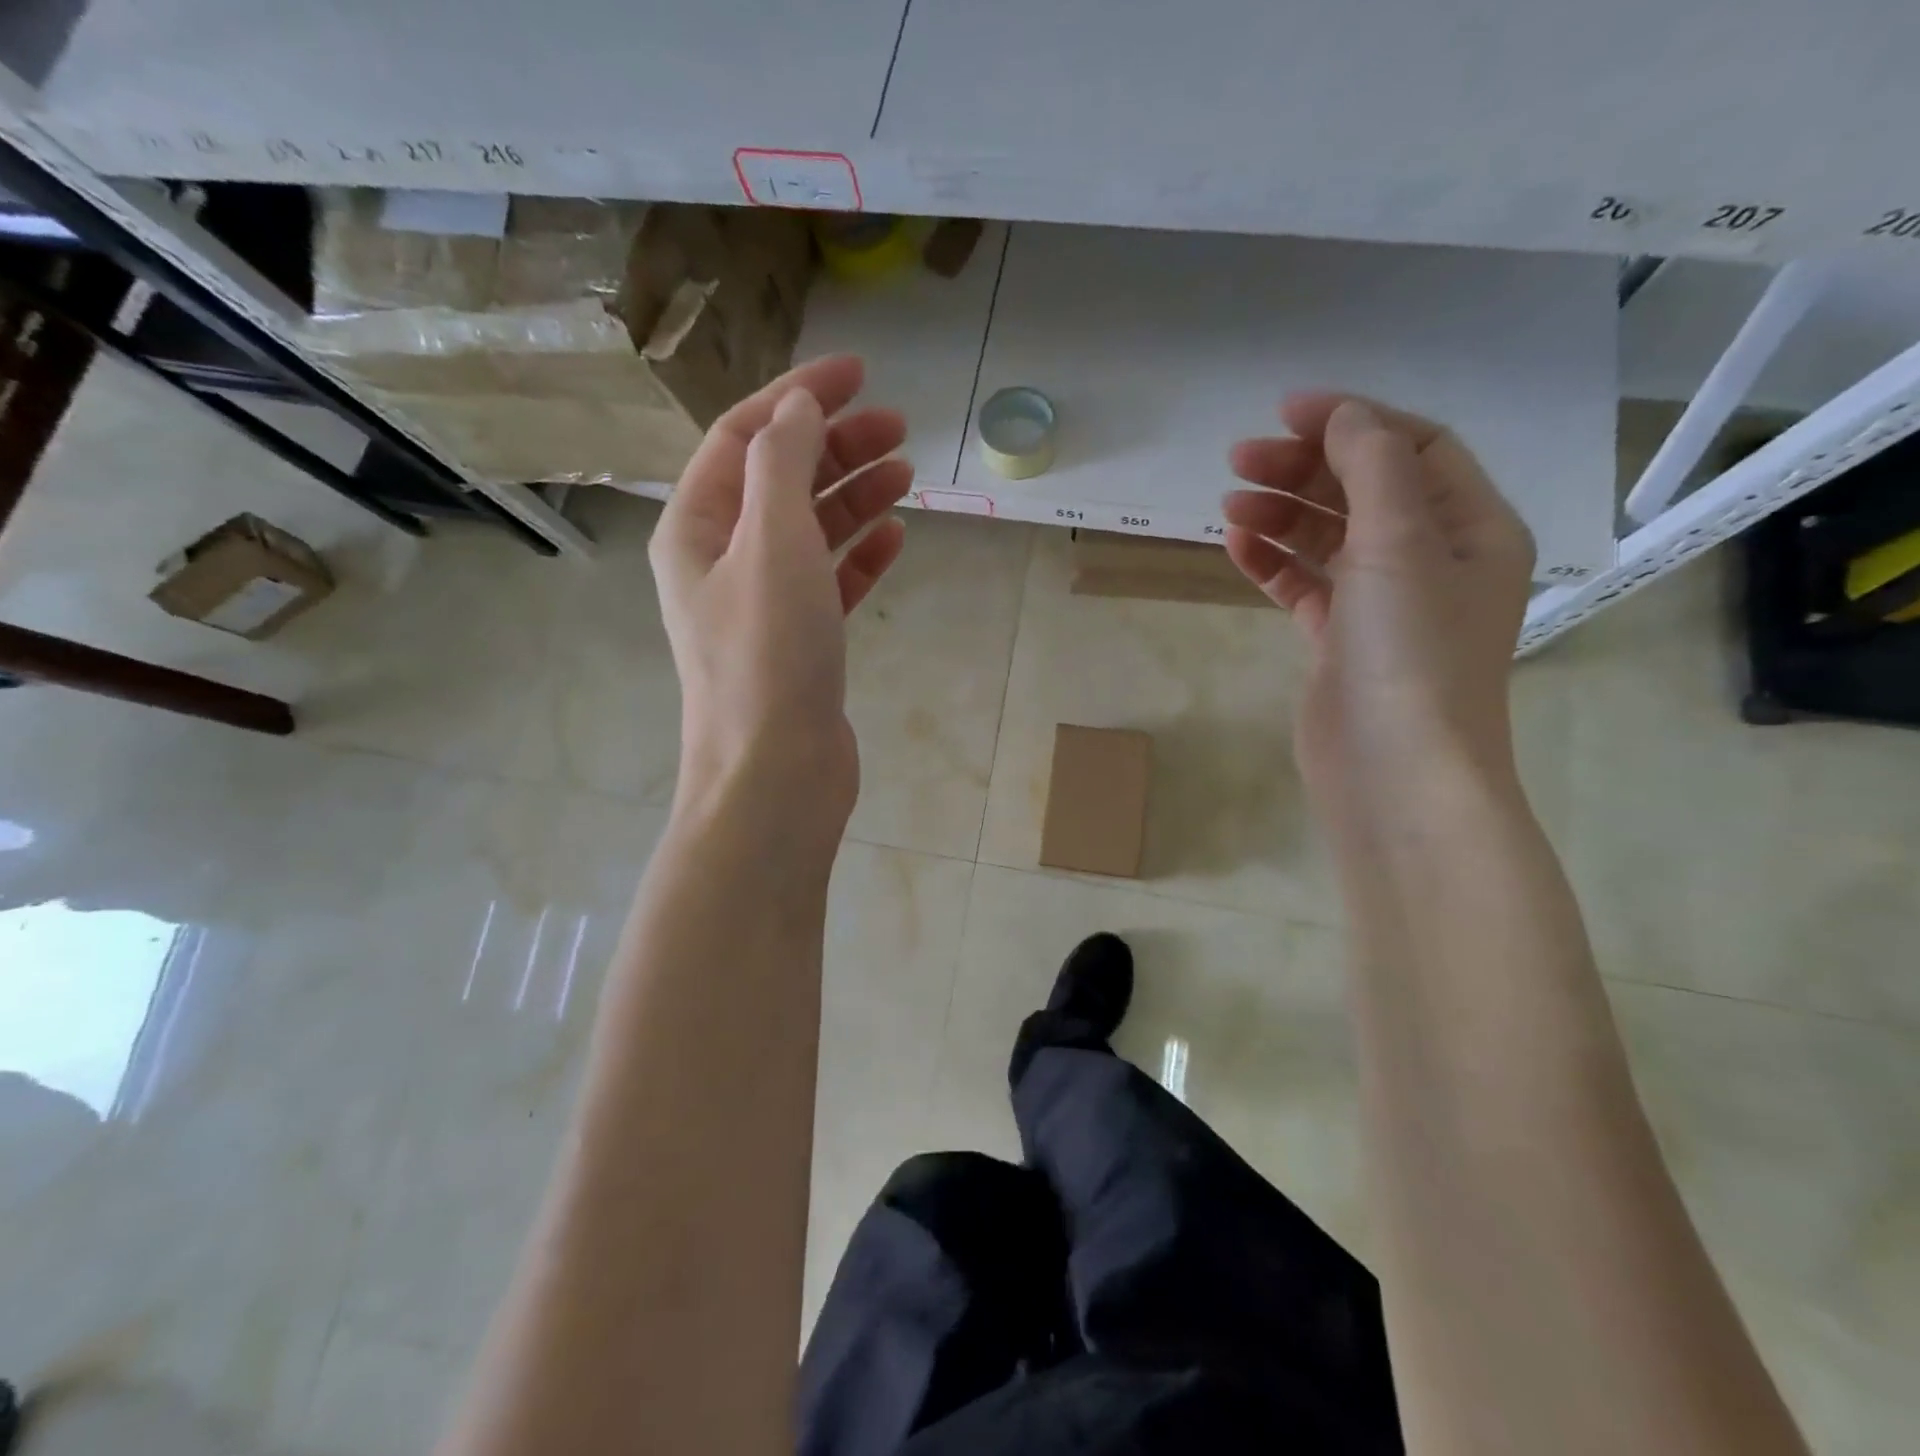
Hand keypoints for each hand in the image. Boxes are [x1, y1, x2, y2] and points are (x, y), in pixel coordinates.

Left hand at [649, 354, 911, 829]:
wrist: (776, 774)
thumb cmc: (768, 654)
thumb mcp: (772, 542)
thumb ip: (783, 463)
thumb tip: (798, 407)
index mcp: (697, 528)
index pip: (745, 437)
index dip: (799, 395)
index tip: (858, 372)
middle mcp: (723, 561)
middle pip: (781, 480)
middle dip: (836, 445)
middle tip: (899, 428)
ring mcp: (762, 604)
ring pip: (810, 530)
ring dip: (854, 496)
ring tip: (906, 473)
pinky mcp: (800, 642)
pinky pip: (831, 581)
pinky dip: (860, 555)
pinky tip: (895, 537)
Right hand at [1222, 394, 1534, 822]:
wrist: (1394, 771)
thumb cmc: (1410, 652)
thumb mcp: (1402, 544)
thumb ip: (1374, 468)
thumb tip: (1344, 417)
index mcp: (1470, 527)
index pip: (1413, 448)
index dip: (1352, 421)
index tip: (1284, 413)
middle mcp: (1432, 559)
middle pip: (1365, 490)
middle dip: (1304, 468)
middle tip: (1238, 462)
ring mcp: (1383, 604)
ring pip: (1329, 538)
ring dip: (1282, 514)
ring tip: (1230, 505)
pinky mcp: (1340, 641)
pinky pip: (1305, 586)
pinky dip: (1273, 563)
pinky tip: (1238, 548)